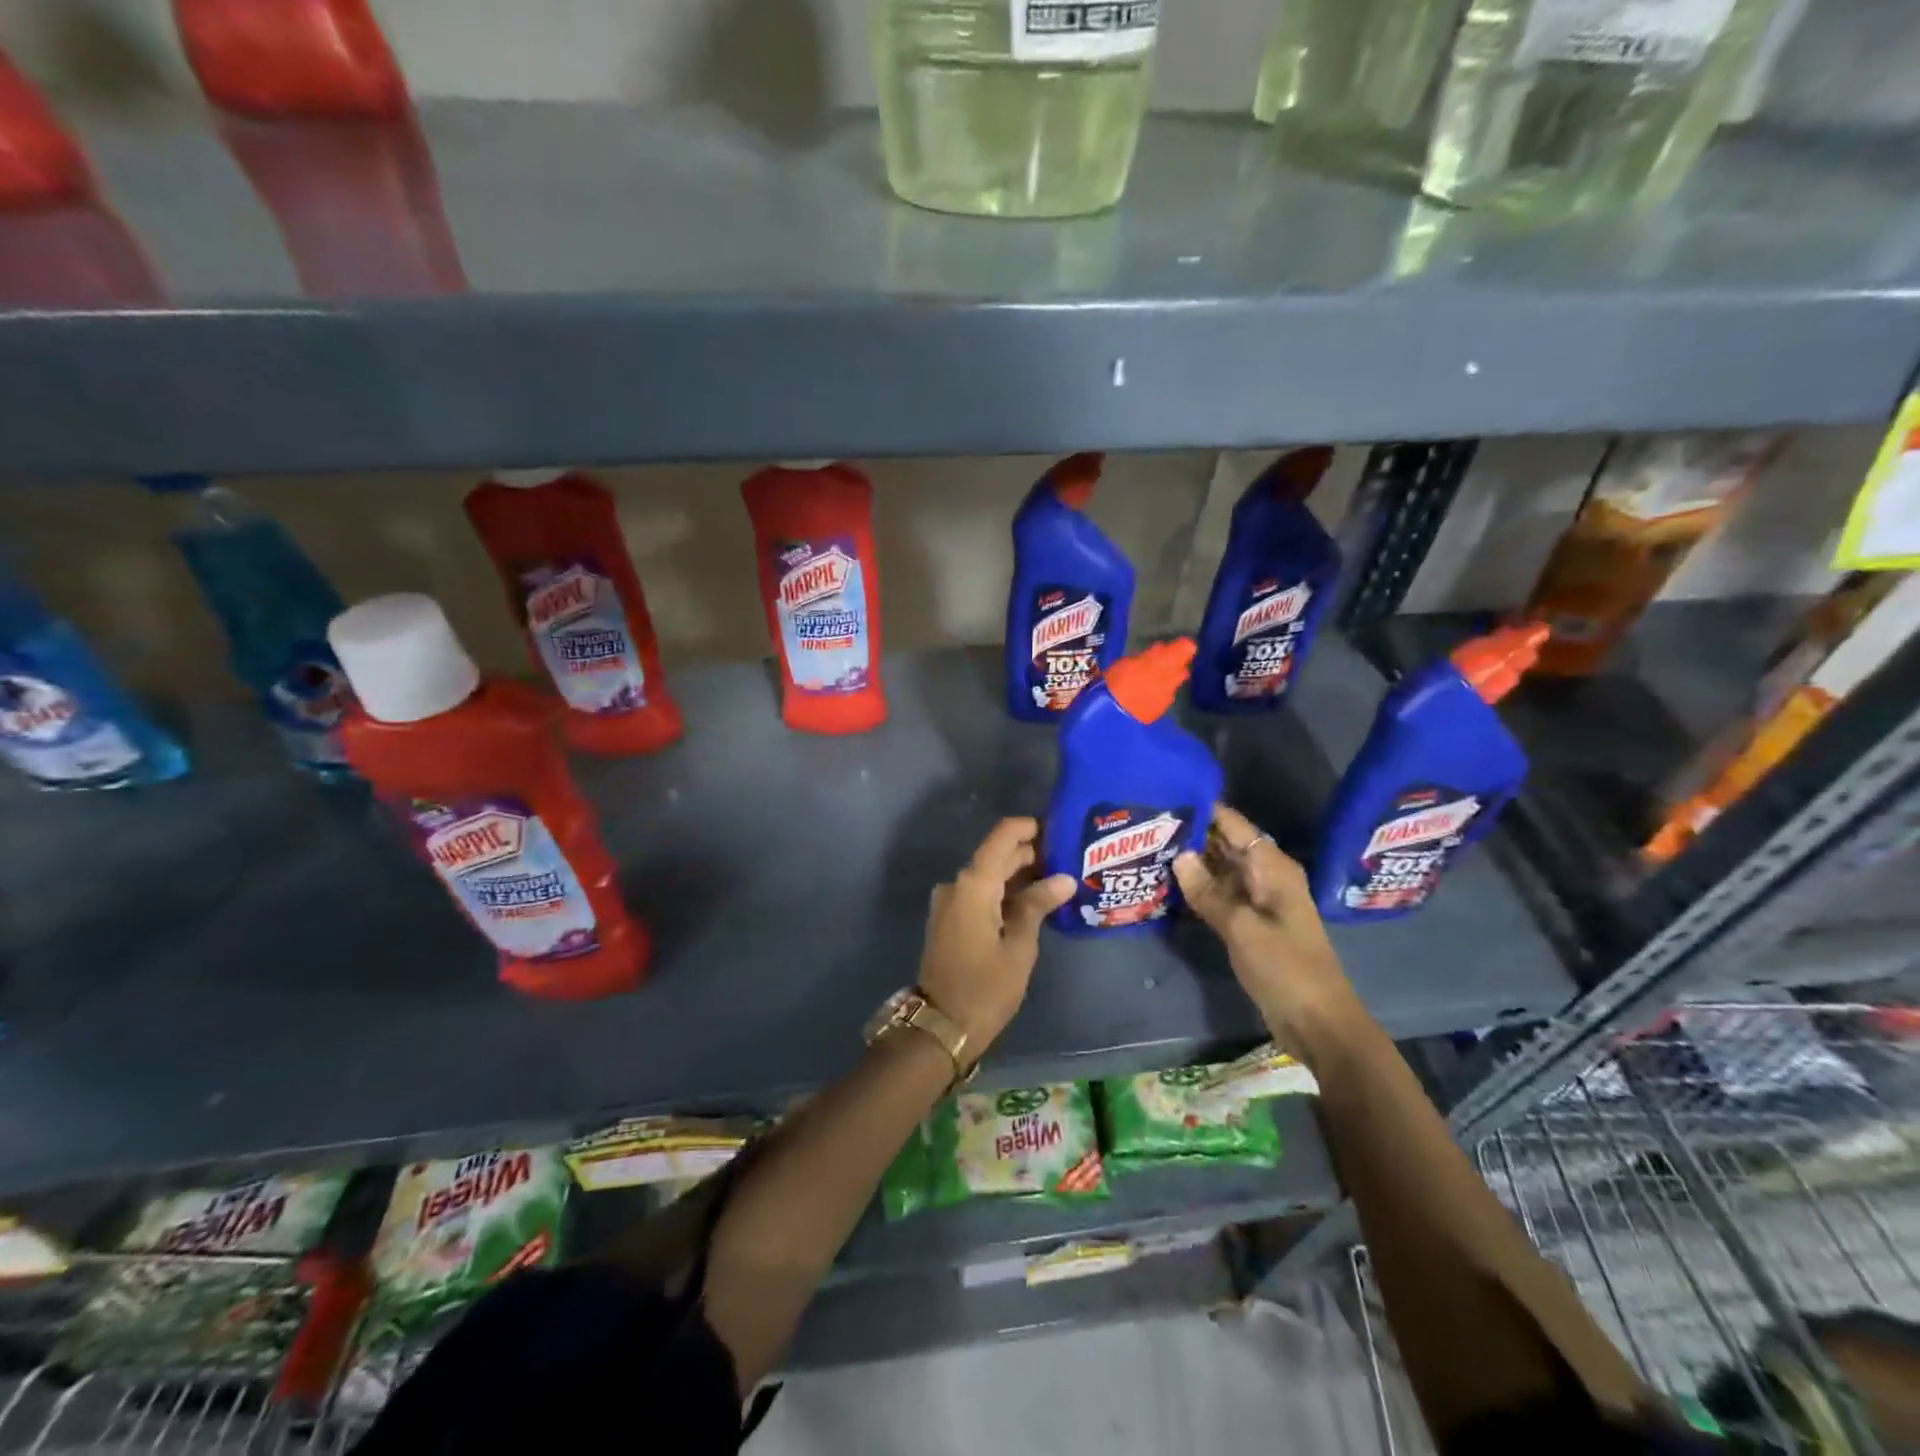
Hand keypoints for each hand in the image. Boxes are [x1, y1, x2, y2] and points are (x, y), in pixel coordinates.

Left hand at [918, 817, 1075, 1056]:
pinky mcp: (950, 919)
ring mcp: (949, 902)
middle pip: (996, 855)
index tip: (1059, 830)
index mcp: (973, 884)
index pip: (1002, 836)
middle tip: (1069, 859)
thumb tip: (1063, 878)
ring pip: (989, 875)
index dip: (1029, 828)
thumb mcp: (1019, 947)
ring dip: (1019, 874)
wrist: (941, 1026)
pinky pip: (980, 893)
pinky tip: (1032, 902)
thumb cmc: (986, 988)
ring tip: (1058, 880)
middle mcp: (957, 884)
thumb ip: (1037, 905)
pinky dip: (1004, 892)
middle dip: (1030, 854)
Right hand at [1173, 803, 1358, 1048]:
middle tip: (1147, 826)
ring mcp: (1258, 901)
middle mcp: (1266, 876)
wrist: (1317, 1021)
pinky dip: (1199, 889)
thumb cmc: (1285, 968)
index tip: (1166, 798)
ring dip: (1192, 863)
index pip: (1234, 825)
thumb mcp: (1241, 928)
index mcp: (1272, 868)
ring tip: (1150, 849)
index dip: (1204, 810)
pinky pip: (1221, 895)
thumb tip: (1178, 855)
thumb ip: (1208, 891)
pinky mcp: (1250, 923)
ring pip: (1221, 870)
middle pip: (1226, 845)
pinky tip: (1168, 885)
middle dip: (1192, 836)